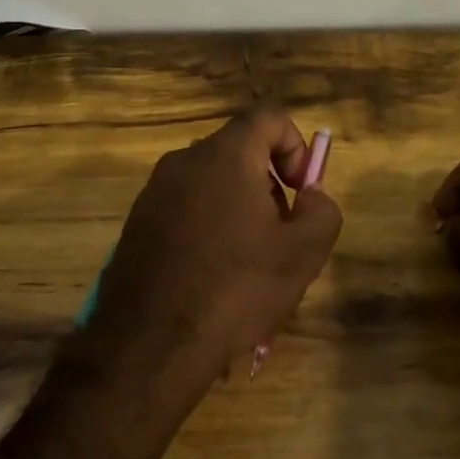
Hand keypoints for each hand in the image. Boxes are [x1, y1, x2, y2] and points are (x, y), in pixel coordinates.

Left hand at [88, 106, 341, 399]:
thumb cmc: (235, 288)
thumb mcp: (302, 254)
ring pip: (213, 187)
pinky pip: (186, 212)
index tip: (301, 192)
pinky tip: (214, 282)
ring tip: (249, 270)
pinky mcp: (138, 222)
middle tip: (280, 238)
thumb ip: (322, 210)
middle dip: (269, 188)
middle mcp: (184, 161)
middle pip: (240, 153)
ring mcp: (154, 192)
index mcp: (225, 155)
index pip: (268, 116)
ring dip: (240, 214)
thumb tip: (311, 193)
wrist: (150, 341)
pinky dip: (209, 232)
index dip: (296, 145)